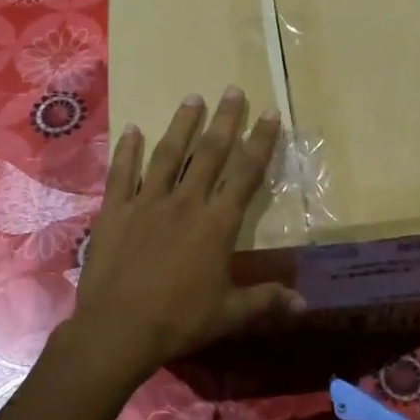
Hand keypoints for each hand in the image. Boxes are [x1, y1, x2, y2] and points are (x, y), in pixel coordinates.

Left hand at [63, 87, 302, 388]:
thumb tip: (304, 304)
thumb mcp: (229, 314)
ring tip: (192, 98)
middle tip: (232, 90)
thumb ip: (265, 300)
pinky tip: (131, 129)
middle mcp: (185, 203)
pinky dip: (127, 150)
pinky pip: (122, 173)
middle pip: (210, 153)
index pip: (245, 174)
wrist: (118, 329)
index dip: (260, 142)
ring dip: (182, 125)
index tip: (270, 114)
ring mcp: (147, 203)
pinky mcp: (116, 211)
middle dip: (224, 120)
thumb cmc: (179, 322)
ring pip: (168, 155)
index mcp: (216, 225)